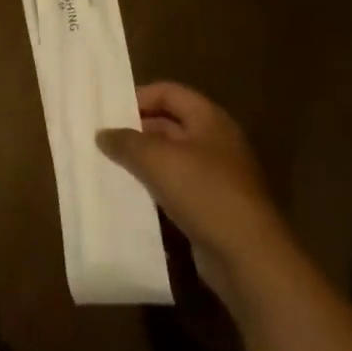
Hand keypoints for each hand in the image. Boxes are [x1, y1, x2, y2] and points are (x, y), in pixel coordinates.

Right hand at [97, 82, 295, 303]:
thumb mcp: (156, 159)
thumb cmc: (204, 193)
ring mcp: (216, 177)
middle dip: (136, 131)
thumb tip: (102, 134)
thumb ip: (125, 141)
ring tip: (109, 167)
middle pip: (168, 124)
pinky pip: (176, 188)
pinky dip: (153, 189)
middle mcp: (215, 143)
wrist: (248, 258)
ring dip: (142, 162)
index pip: (169, 92)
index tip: (109, 113)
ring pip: (170, 159)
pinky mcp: (212, 208)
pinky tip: (129, 196)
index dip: (139, 97)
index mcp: (210, 120)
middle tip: (103, 141)